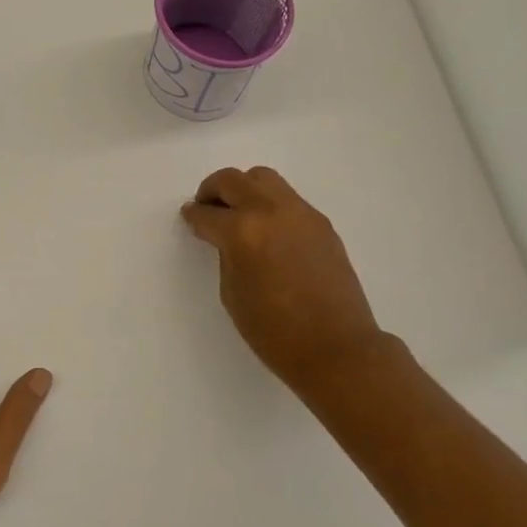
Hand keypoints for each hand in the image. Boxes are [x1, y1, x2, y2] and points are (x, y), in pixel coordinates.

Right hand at [181, 167, 385, 393]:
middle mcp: (271, 211)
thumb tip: (228, 239)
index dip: (194, 215)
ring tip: (239, 213)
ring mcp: (301, 213)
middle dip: (214, 190)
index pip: (208, 213)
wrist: (336, 347)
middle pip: (234, 180)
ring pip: (264, 179)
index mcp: (243, 231)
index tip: (190, 216)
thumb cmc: (275, 331)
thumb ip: (227, 256)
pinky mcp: (322, 223)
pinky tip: (268, 230)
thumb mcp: (232, 294)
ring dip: (244, 189)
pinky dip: (270, 204)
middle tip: (208, 207)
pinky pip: (288, 199)